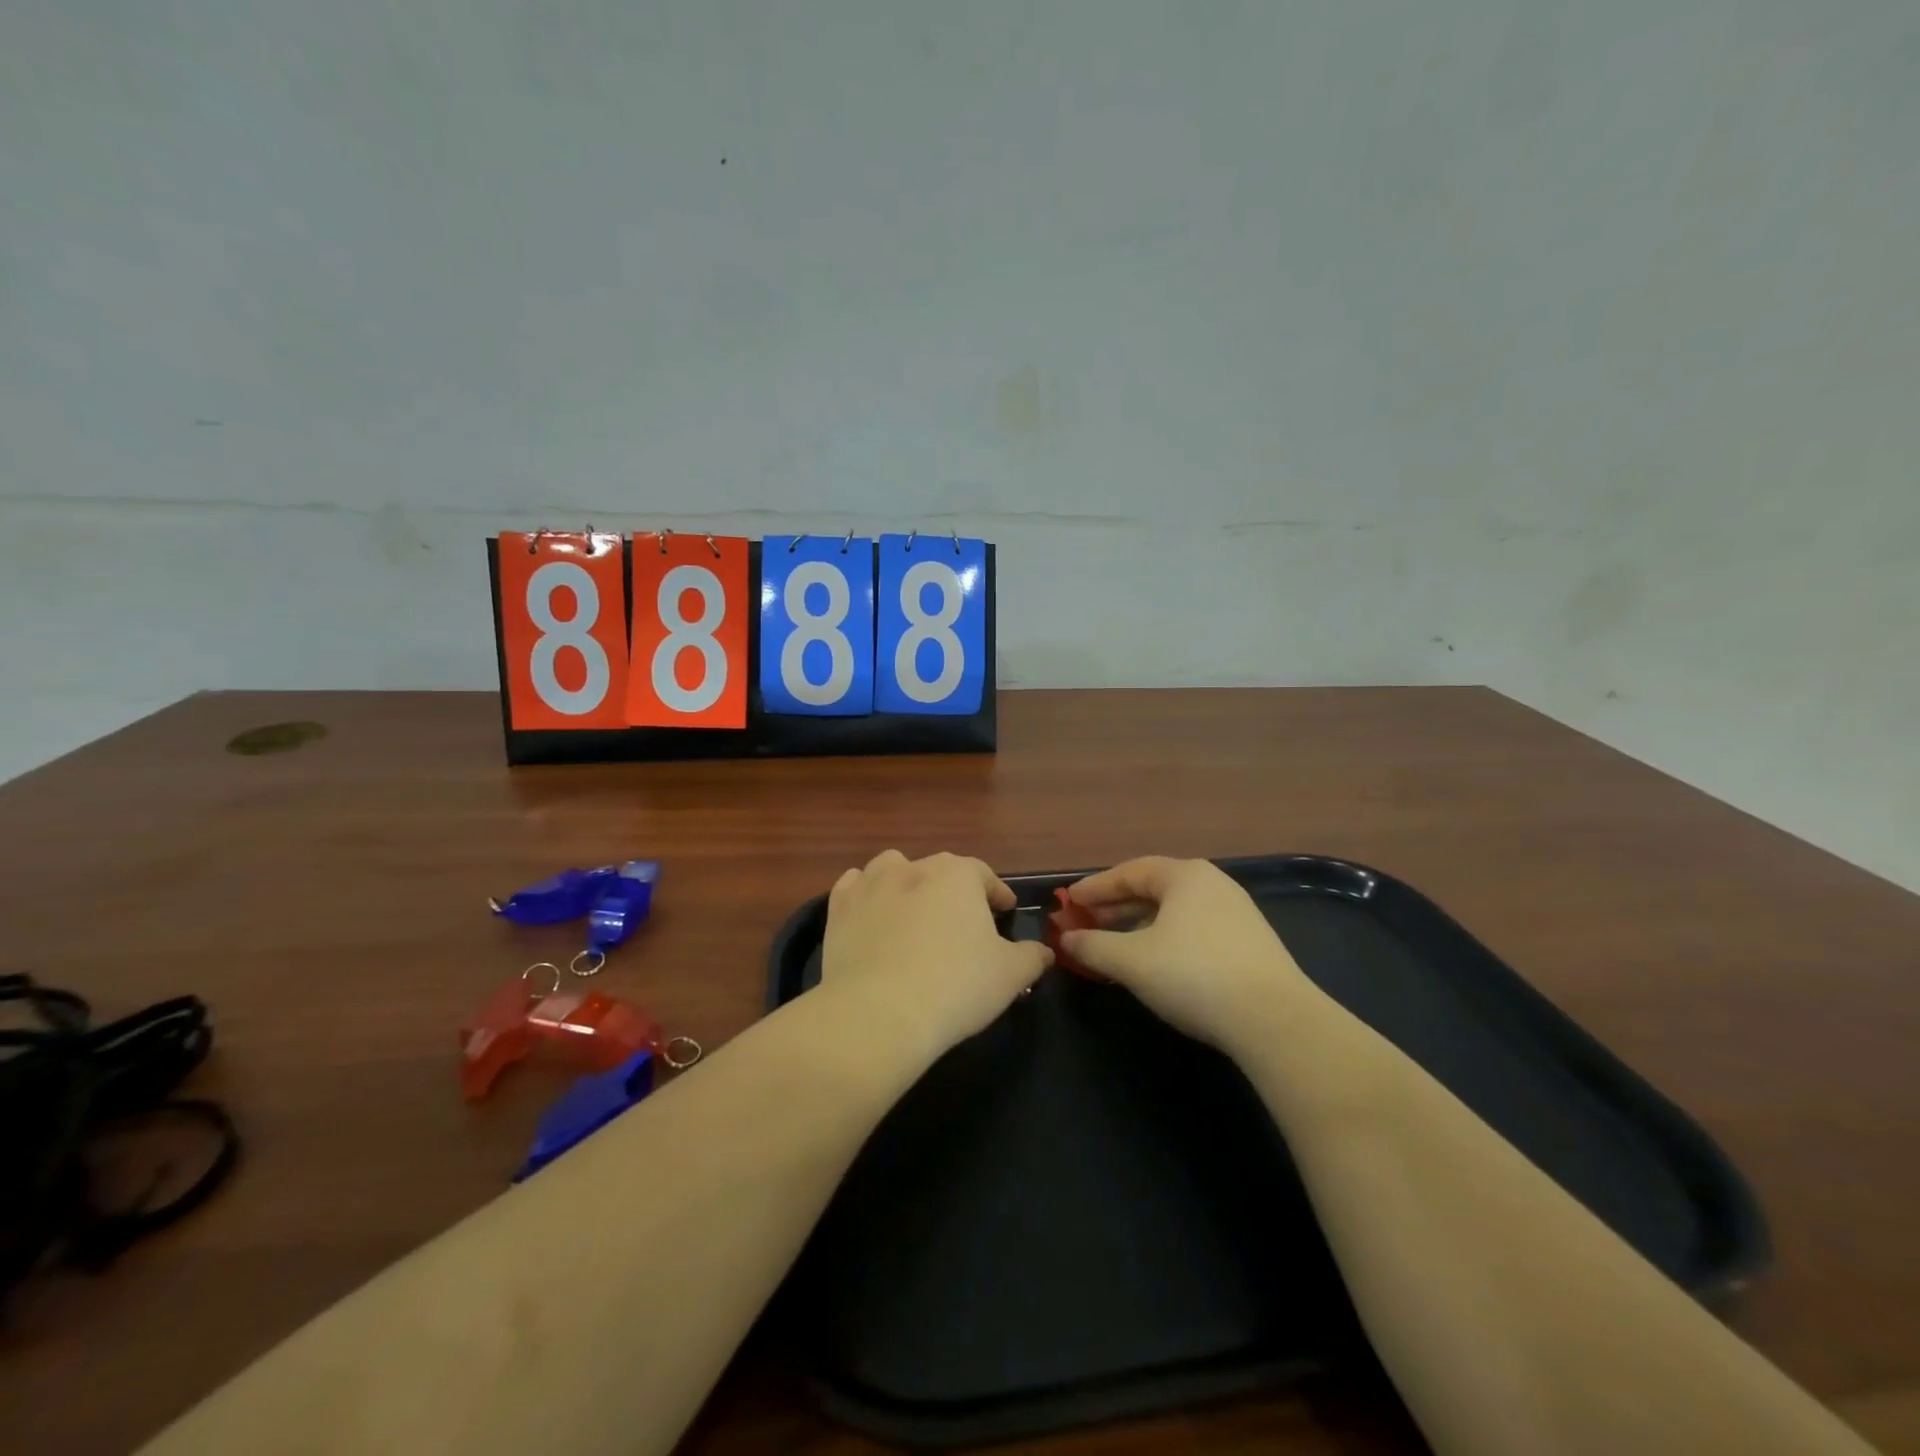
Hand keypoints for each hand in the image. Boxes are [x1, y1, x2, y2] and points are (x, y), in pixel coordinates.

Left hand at [821, 850, 1052, 1062]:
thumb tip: (1044, 952)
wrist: (879, 1013)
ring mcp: (871, 884)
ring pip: (894, 868)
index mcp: (957, 875)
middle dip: (954, 889)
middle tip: (963, 920)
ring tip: (914, 910)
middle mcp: (914, 867)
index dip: (997, 893)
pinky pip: (854, 886)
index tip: (1005, 911)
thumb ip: (1032, 957)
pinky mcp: (838, 908)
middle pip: (940, 869)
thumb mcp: (1010, 975)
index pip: (984, 875)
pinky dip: (865, 894)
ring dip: (907, 882)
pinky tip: (871, 913)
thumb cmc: (956, 987)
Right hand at [1064, 857, 1311, 1049]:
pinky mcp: (1250, 944)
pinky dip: (1165, 940)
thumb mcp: (1132, 961)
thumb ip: (1093, 945)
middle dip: (1116, 907)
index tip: (1068, 902)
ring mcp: (1236, 914)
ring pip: (1174, 912)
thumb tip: (1066, 938)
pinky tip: (1154, 964)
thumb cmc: (1194, 975)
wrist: (1275, 1020)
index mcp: (1185, 876)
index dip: (1095, 887)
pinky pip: (1194, 931)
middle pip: (1153, 889)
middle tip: (1086, 923)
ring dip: (1139, 926)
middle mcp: (1212, 885)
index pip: (1130, 872)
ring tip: (1114, 946)